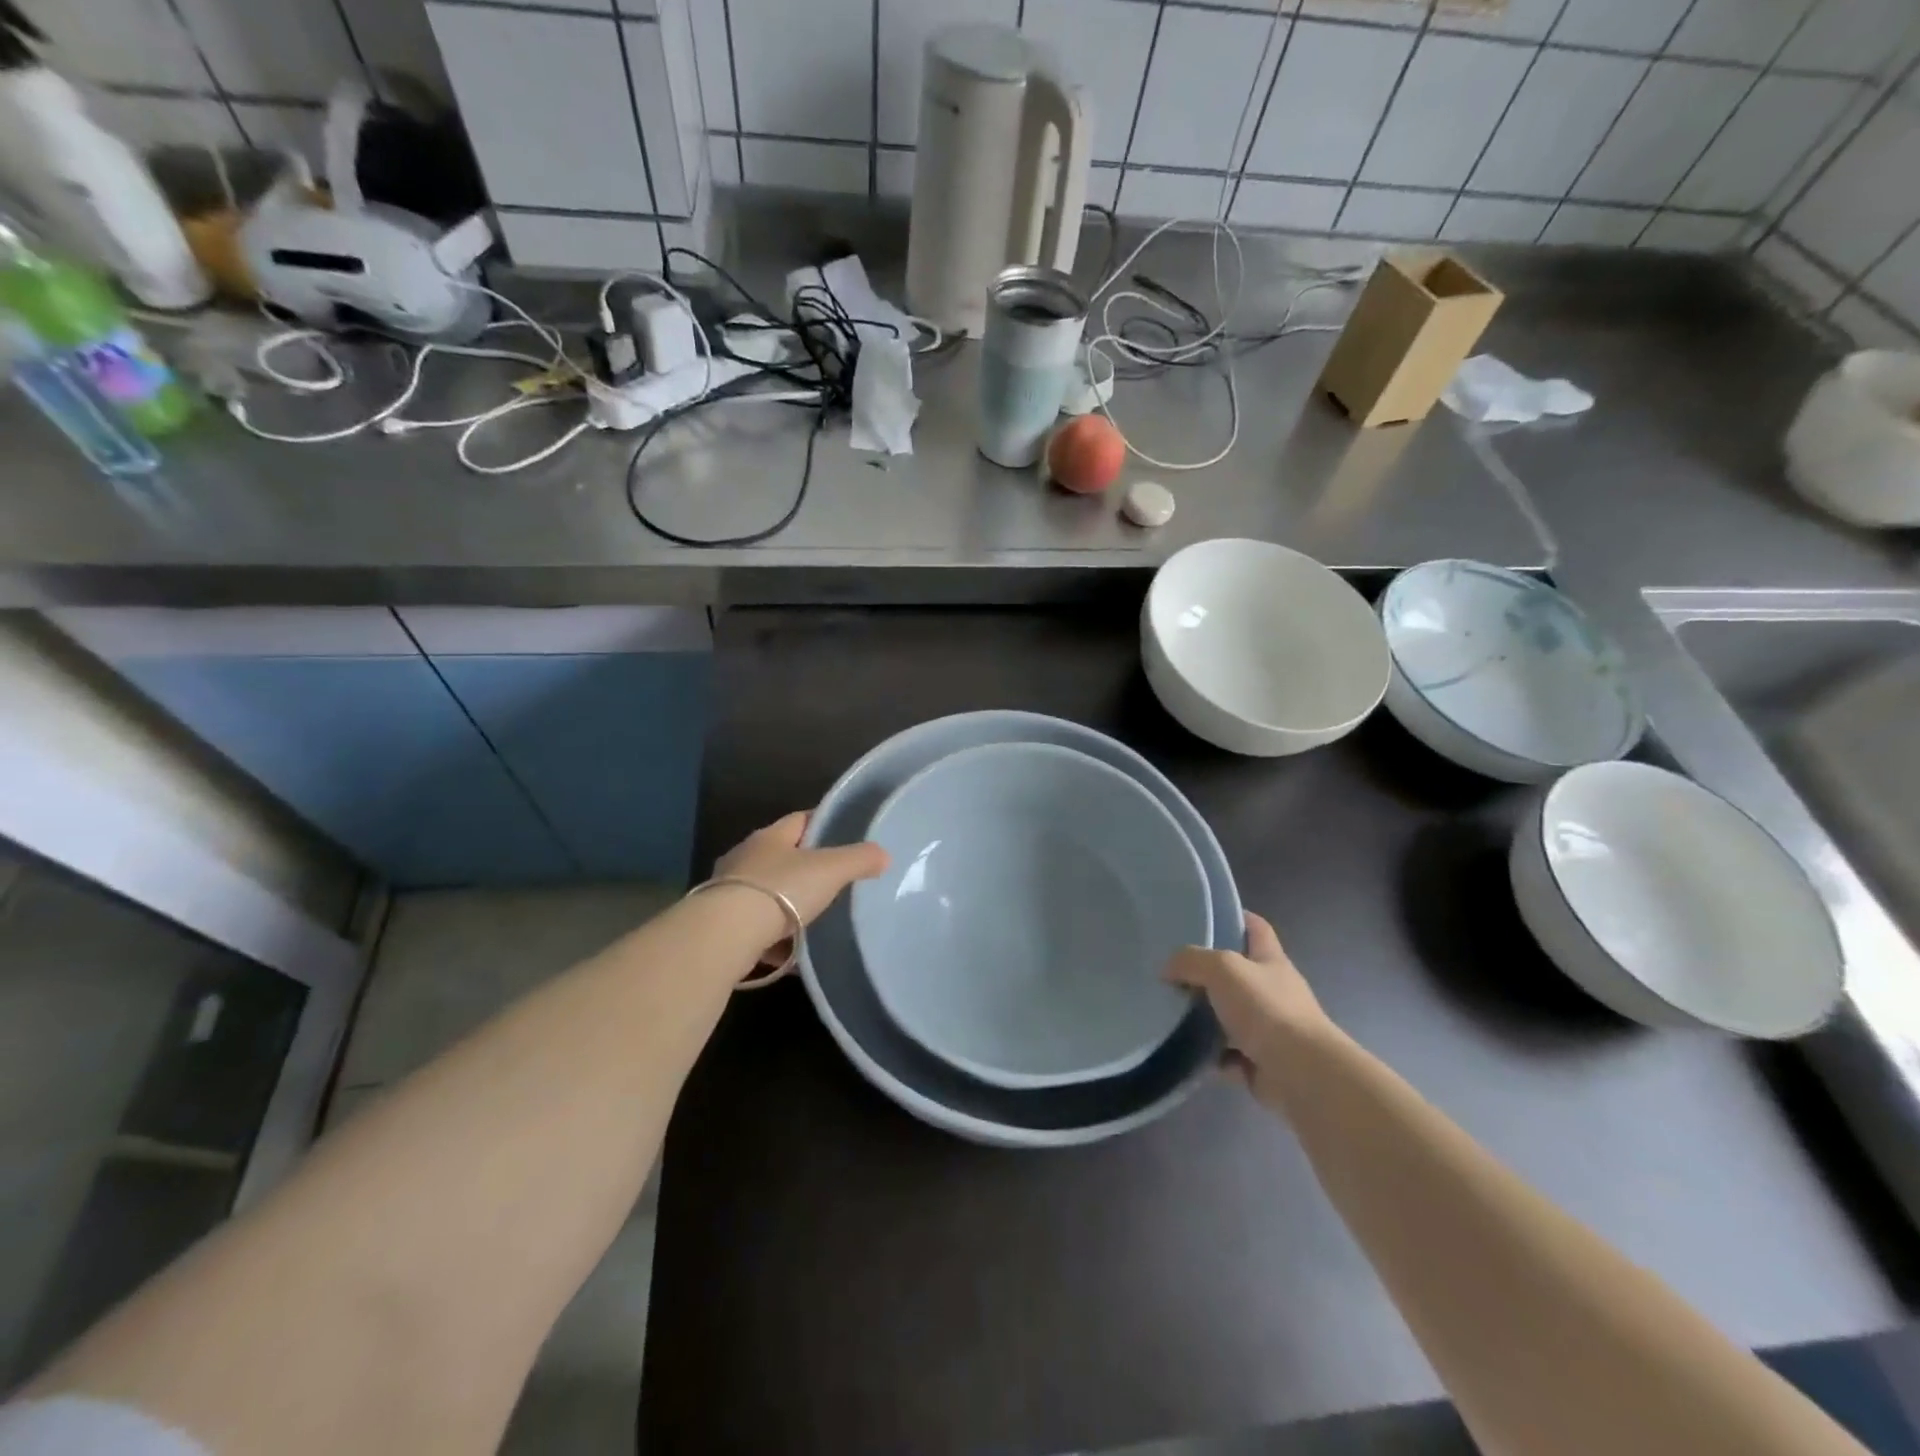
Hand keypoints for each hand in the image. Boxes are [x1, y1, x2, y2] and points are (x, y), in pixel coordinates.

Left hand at [713, 812, 888, 961]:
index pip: (800, 820)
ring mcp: (729, 892)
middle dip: (806, 869)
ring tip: (816, 921)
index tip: (845, 835)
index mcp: (770, 837)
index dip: (823, 824)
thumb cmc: (781, 890)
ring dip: (788, 906)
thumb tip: (884, 854)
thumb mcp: (830, 870)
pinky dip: (775, 940)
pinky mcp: (722, 925)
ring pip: (767, 894)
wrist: (725, 935)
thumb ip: (859, 859)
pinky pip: (756, 929)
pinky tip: (792, 956)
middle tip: (835, 882)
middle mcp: (745, 858)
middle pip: (781, 857)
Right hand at [1167, 913, 1331, 1106]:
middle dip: (1207, 973)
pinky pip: (1227, 1055)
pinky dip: (1209, 1054)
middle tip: (1171, 969)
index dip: (1235, 917)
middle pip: (1237, 974)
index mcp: (1271, 961)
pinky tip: (1184, 1051)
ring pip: (1228, 1016)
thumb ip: (1191, 961)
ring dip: (1204, 1017)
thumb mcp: (1223, 969)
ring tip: (1169, 1011)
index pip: (1256, 928)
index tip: (1203, 916)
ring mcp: (1268, 1029)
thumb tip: (1167, 969)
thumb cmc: (1266, 1009)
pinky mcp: (1260, 1063)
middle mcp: (1272, 991)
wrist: (1301, 1074)